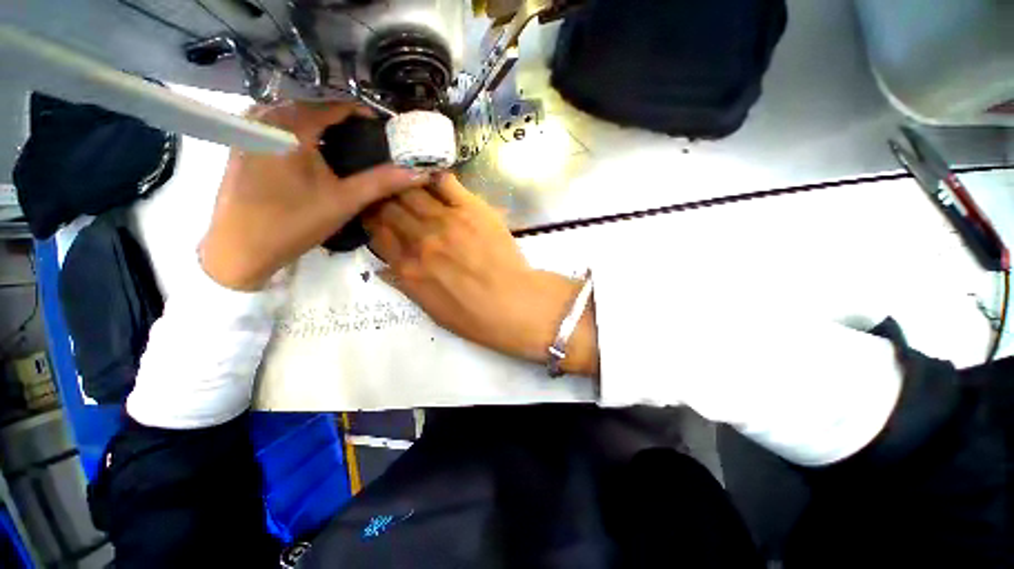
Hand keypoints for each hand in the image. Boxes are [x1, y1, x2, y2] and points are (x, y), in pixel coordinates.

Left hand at [200, 102, 425, 290]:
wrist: (240, 248)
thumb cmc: (295, 222)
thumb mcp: (345, 201)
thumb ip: (382, 182)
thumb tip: (418, 173)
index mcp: (291, 125)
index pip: (334, 106)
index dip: (362, 114)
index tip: (382, 129)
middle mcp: (265, 116)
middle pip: (313, 109)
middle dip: (342, 122)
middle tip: (366, 143)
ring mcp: (247, 129)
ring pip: (293, 117)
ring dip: (320, 128)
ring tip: (343, 149)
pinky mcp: (239, 143)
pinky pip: (276, 127)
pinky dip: (299, 134)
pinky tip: (310, 155)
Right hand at [364, 173, 598, 375]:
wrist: (514, 303)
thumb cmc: (475, 316)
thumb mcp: (432, 311)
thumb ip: (405, 286)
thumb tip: (383, 269)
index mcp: (408, 268)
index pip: (378, 234)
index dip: (372, 222)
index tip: (374, 215)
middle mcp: (421, 239)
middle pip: (390, 209)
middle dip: (383, 200)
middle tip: (386, 194)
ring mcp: (446, 221)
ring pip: (412, 192)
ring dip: (403, 185)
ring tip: (403, 181)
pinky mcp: (471, 209)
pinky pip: (445, 183)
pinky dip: (434, 178)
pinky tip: (430, 177)